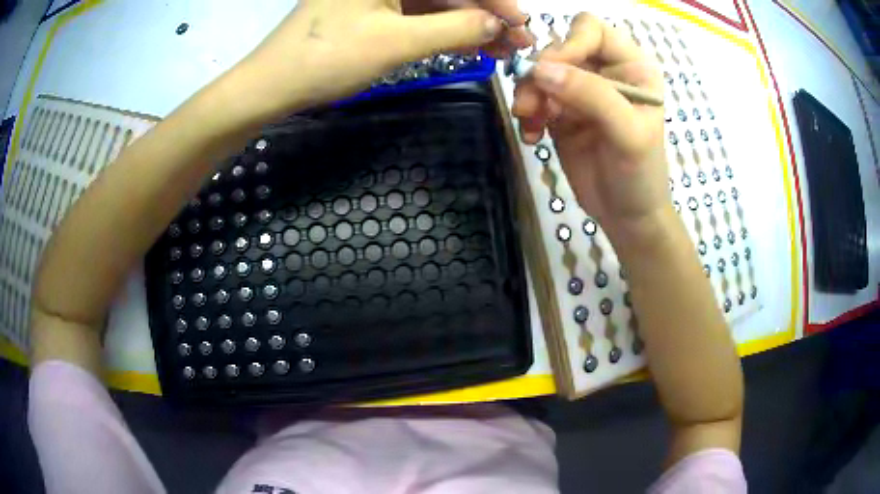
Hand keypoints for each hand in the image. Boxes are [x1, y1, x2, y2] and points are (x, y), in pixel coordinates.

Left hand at [232, 0, 531, 118]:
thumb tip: (498, 25)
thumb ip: (454, 28)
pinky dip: (442, 29)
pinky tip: (466, 44)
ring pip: (435, 2)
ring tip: (498, 50)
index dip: (492, 0)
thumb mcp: (395, 42)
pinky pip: (417, 14)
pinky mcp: (371, 9)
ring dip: (467, 24)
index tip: (520, 24)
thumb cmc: (326, 58)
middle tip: (515, 43)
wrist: (271, 86)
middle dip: (483, 13)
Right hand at [512, 14, 668, 246]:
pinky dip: (527, 114)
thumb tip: (540, 69)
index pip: (592, 30)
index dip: (569, 43)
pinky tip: (532, 136)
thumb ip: (590, 95)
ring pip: (542, 72)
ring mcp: (581, 91)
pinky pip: (535, 98)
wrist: (627, 216)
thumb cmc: (640, 175)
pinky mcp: (562, 112)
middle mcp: (605, 72)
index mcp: (631, 67)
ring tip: (527, 121)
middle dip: (541, 74)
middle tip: (530, 105)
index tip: (551, 72)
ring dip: (529, 94)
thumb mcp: (626, 133)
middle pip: (560, 48)